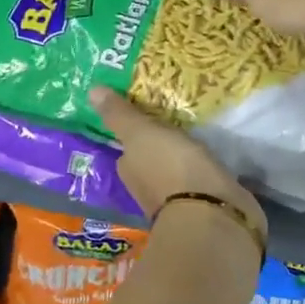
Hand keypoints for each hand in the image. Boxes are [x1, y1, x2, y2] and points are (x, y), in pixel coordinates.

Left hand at [90, 87, 266, 242]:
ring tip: (198, 138)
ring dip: (183, 161)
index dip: (137, 134)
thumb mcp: (141, 133)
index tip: (151, 118)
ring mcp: (176, 202)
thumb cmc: (170, 167)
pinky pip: (199, 183)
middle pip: (150, 162)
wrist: (211, 213)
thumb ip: (120, 115)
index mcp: (129, 170)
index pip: (128, 150)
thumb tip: (91, 90)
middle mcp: (146, 189)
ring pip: (175, 174)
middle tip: (177, 123)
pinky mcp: (204, 208)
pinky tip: (212, 162)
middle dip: (161, 148)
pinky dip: (202, 173)